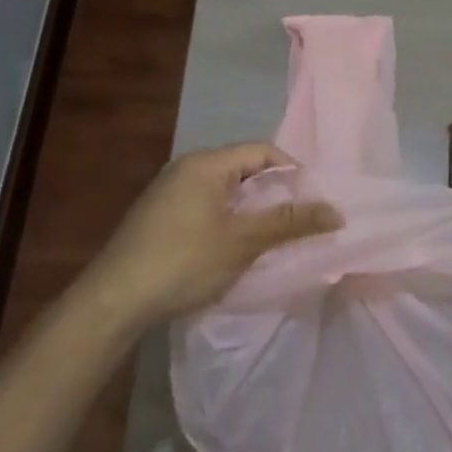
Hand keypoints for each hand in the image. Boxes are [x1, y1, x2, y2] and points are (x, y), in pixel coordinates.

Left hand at [69, 142, 342, 332]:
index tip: (315, 202)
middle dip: (275, 195)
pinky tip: (238, 251)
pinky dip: (229, 223)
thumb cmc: (184, 262)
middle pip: (244, 170)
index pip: (262, 151)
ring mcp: (169, 193)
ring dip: (253, 212)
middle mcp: (187, 169)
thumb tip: (337, 211)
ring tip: (275, 239)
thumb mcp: (243, 241)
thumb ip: (290, 222)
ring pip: (226, 192)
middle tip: (301, 223)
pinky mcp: (160, 218)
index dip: (294, 172)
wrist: (114, 300)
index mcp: (206, 164)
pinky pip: (207, 208)